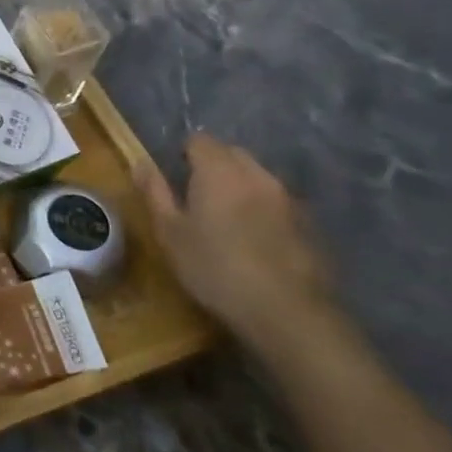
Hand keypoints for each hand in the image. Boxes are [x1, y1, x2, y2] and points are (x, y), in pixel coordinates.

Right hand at [134, 134, 336, 357]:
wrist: (287, 311)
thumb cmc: (214, 267)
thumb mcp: (170, 232)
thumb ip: (155, 192)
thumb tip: (141, 162)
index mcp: (218, 171)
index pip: (200, 140)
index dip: (185, 153)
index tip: (176, 176)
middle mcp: (256, 174)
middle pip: (232, 153)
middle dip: (214, 165)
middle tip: (197, 196)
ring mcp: (288, 198)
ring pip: (258, 176)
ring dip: (241, 185)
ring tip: (227, 218)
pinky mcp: (309, 222)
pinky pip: (278, 201)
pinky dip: (263, 208)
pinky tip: (256, 239)